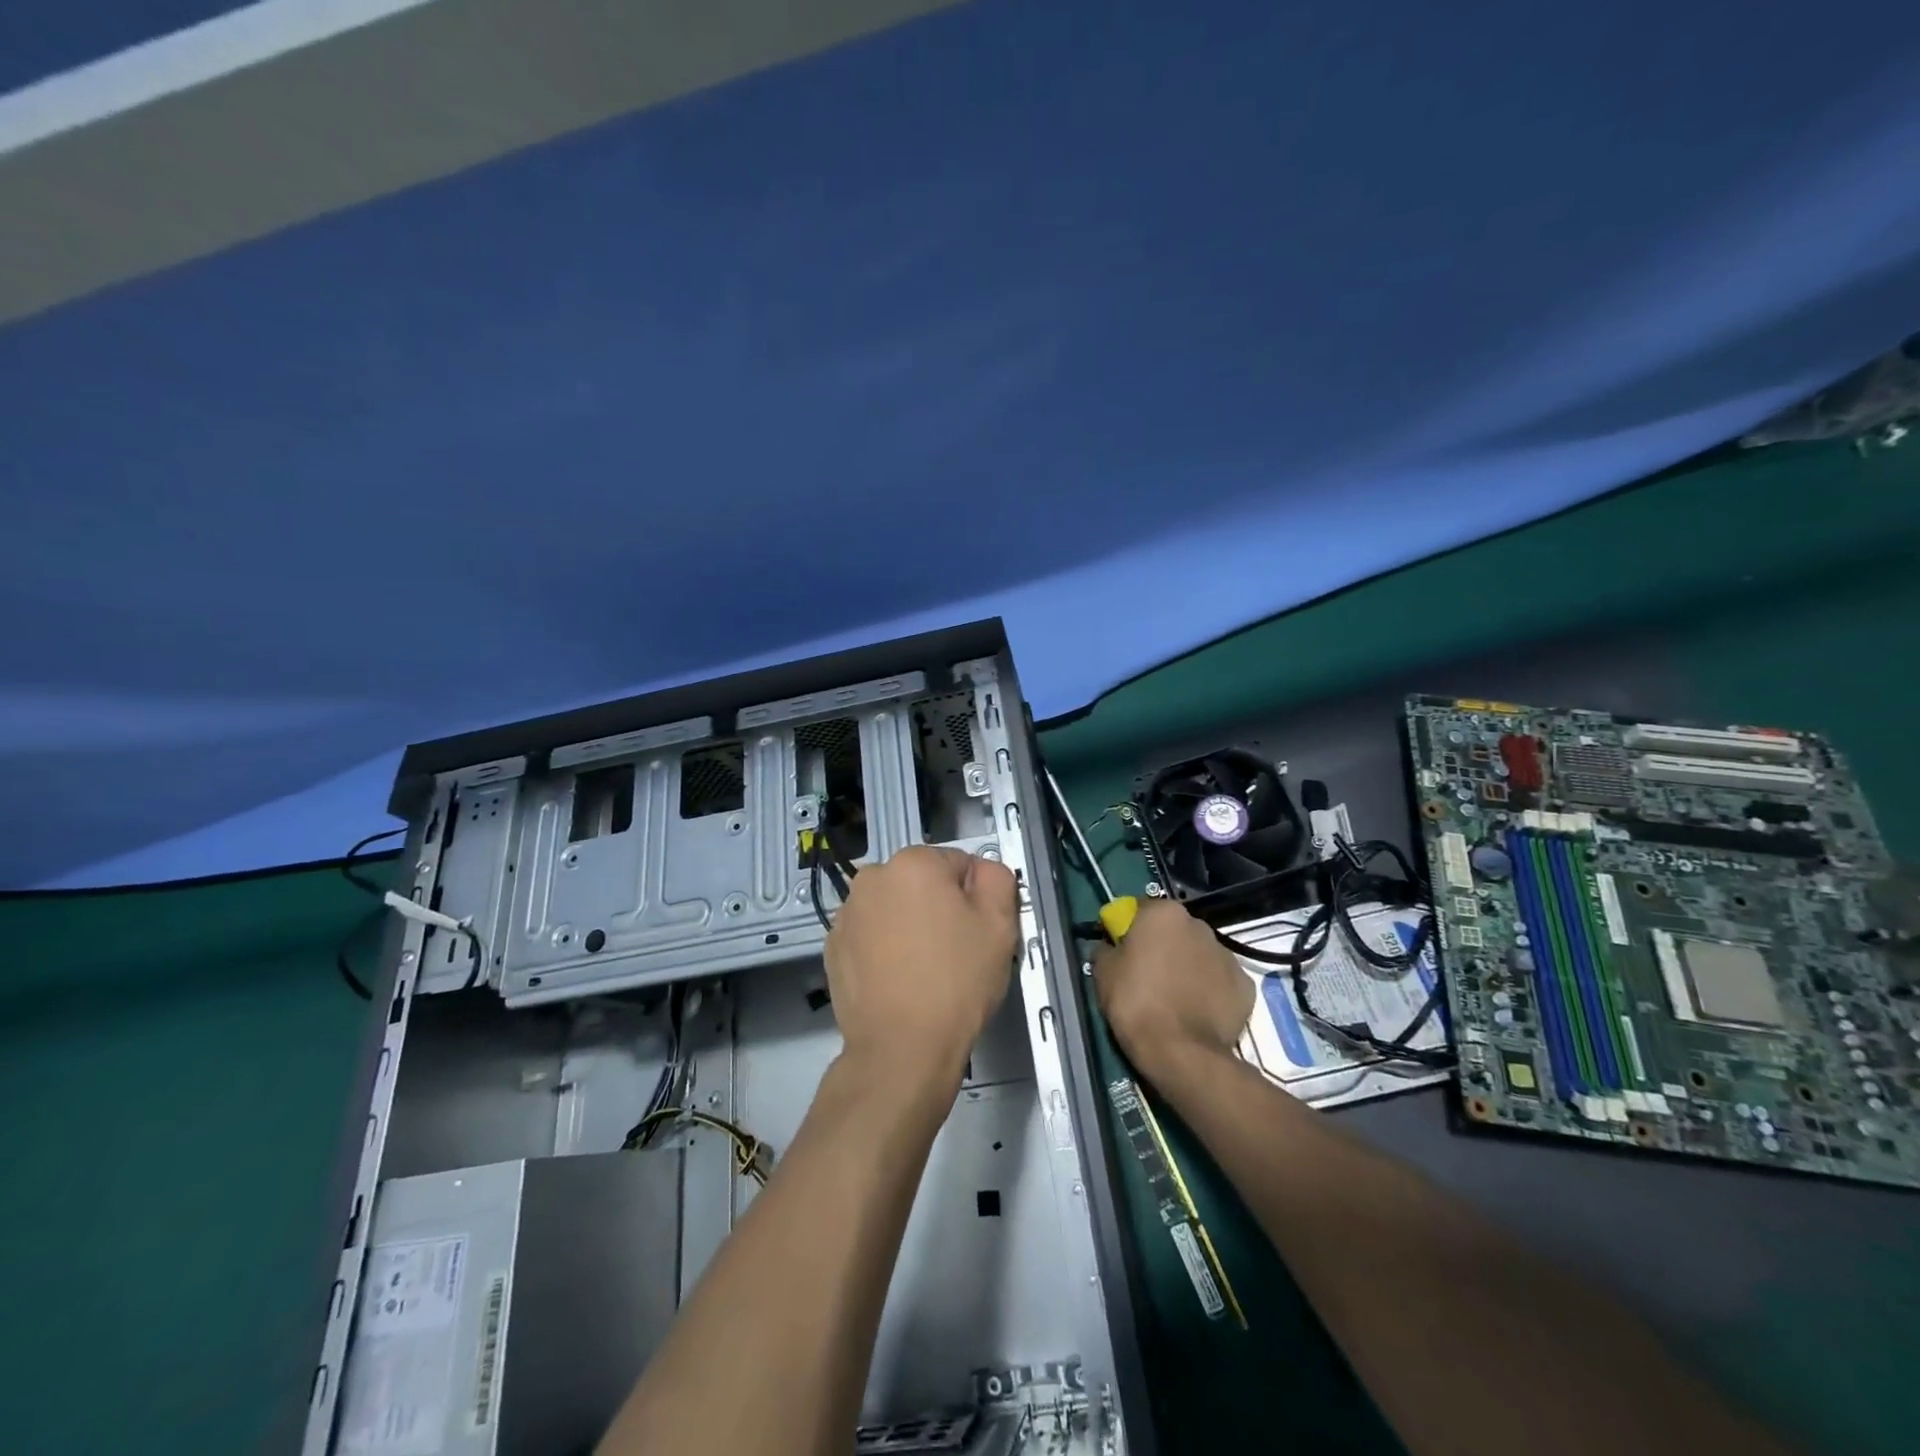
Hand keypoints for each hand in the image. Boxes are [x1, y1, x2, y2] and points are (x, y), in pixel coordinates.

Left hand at [825, 846, 1018, 1087]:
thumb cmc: (956, 982)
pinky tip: (899, 980)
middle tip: (955, 951)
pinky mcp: (833, 947)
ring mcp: (847, 913)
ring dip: (909, 925)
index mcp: (914, 862)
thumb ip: (997, 879)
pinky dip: (885, 948)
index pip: (959, 865)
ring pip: (894, 908)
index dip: (975, 898)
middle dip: (939, 907)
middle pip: (922, 883)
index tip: (976, 932)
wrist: (901, 1049)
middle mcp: (872, 877)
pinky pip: (871, 934)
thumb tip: (981, 871)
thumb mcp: (999, 924)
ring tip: (924, 970)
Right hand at [1093, 898, 1254, 1080]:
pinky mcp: (1245, 986)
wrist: (1181, 1052)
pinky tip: (1196, 1012)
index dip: (1129, 929)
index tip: (1122, 951)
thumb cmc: (1136, 1003)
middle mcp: (1199, 925)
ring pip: (1199, 955)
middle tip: (1147, 975)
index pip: (1141, 910)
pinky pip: (1220, 982)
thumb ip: (1106, 948)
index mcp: (1164, 914)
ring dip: (1187, 967)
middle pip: (1174, 930)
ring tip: (1174, 999)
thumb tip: (1111, 946)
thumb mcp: (1103, 972)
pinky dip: (1209, 991)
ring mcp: (1226, 955)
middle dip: (1162, 946)